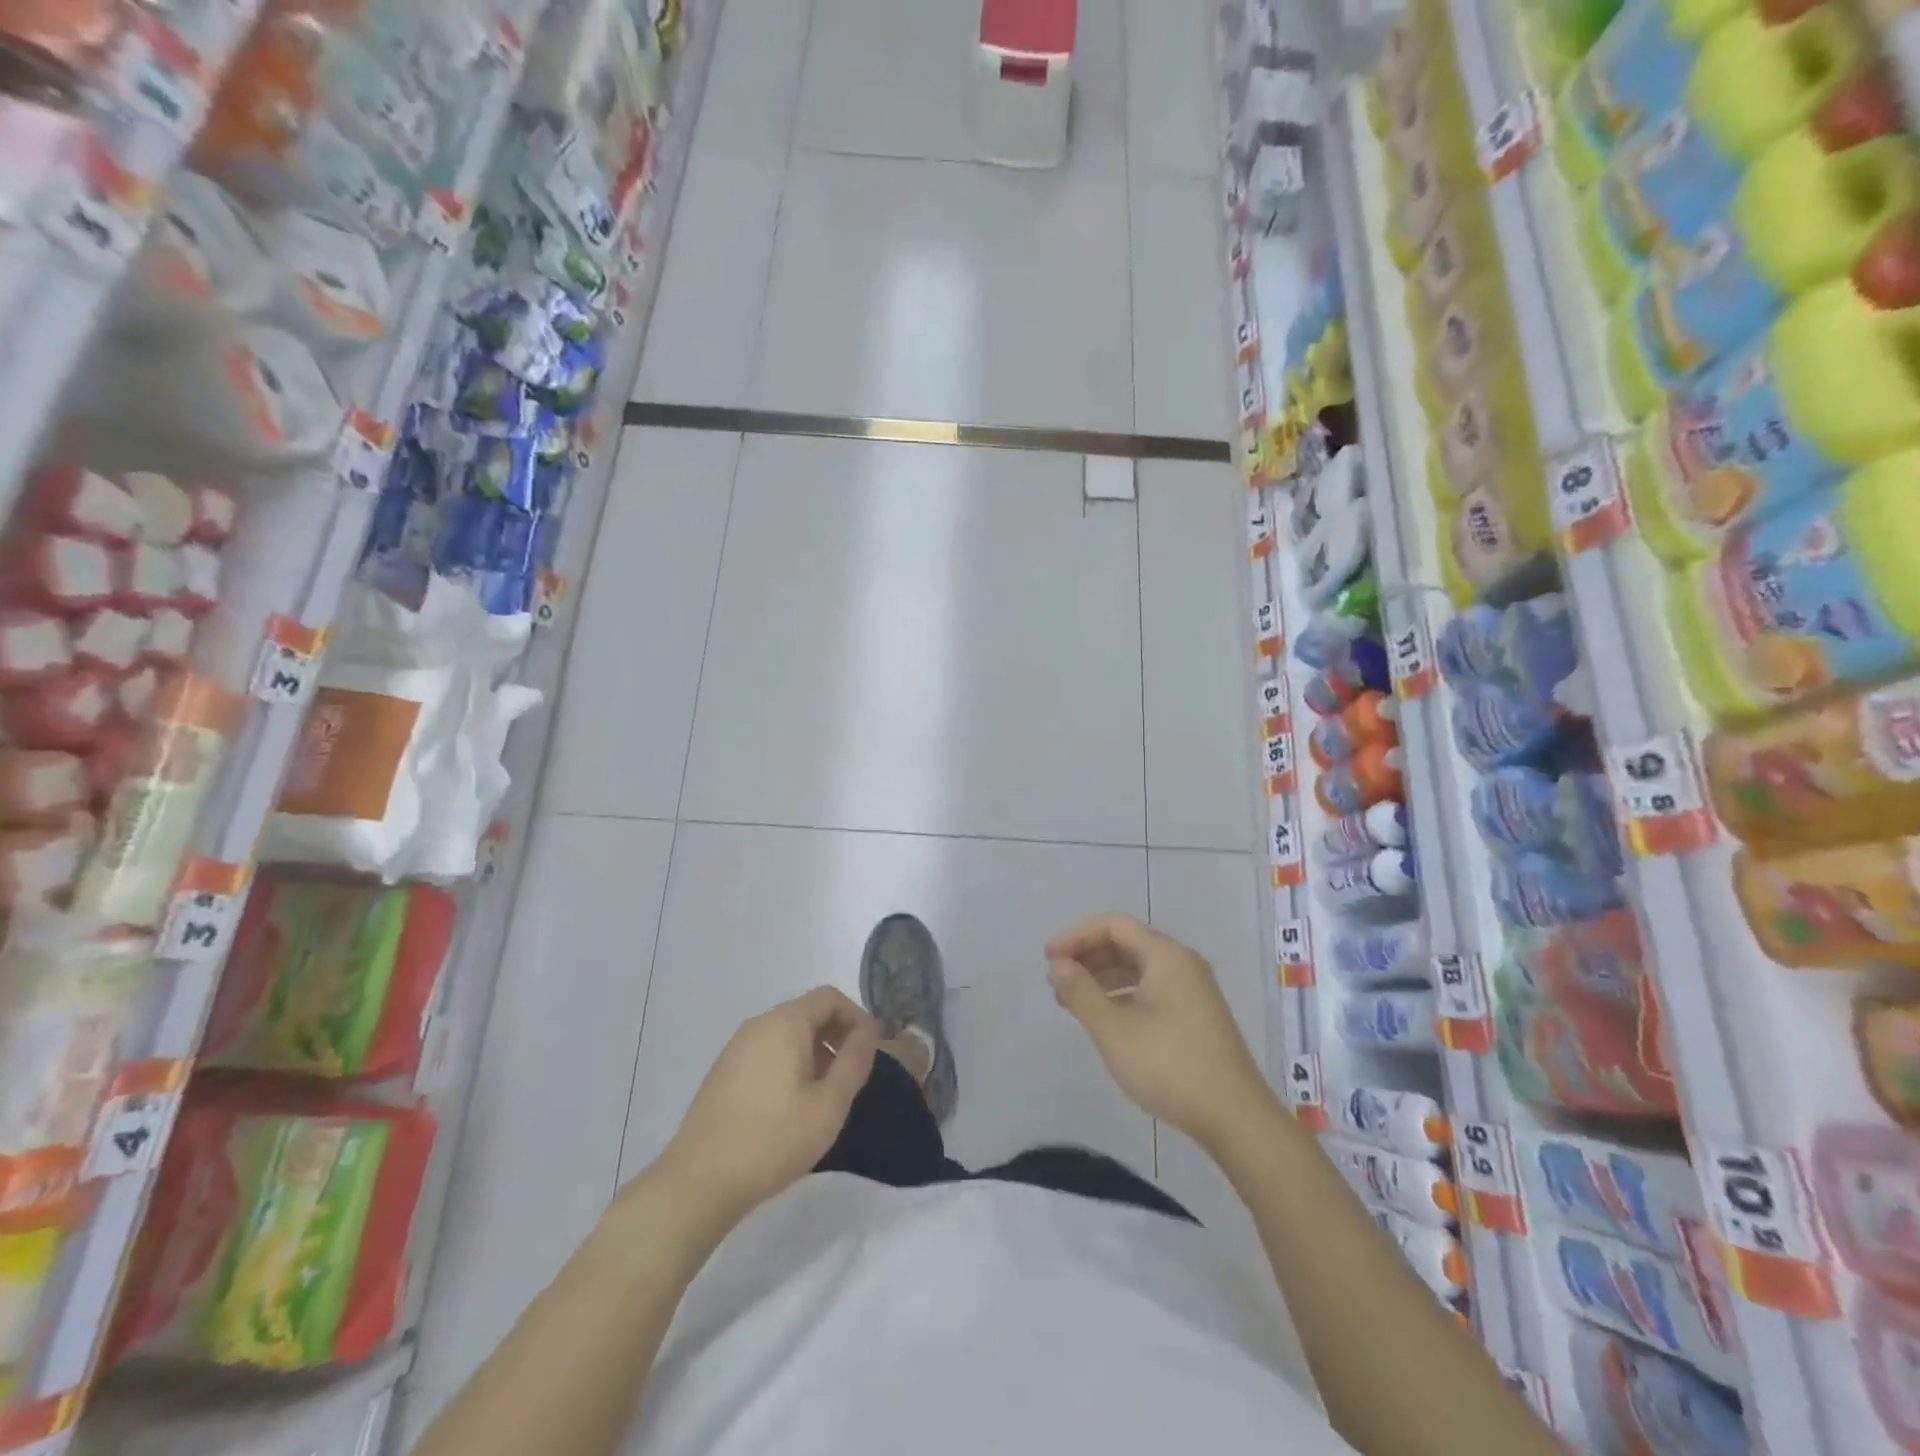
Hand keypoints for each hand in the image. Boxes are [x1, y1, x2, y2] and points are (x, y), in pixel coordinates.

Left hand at [657, 987, 878, 1225]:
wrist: (699, 1183)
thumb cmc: (773, 1139)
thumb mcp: (829, 1104)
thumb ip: (854, 1061)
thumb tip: (868, 1029)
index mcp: (785, 1023)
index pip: (830, 997)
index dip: (856, 1018)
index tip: (869, 1052)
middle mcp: (758, 1025)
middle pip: (807, 1012)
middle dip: (835, 1036)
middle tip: (849, 1077)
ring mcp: (736, 1048)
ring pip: (786, 1034)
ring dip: (813, 1052)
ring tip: (822, 1096)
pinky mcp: (723, 1072)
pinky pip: (767, 1052)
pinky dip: (788, 1064)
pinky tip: (790, 1107)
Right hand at [1046, 914, 1276, 1149]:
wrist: (1236, 1119)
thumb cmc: (1170, 1066)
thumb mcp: (1114, 1030)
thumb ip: (1081, 992)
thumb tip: (1058, 964)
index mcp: (1166, 955)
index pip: (1113, 925)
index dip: (1076, 936)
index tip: (1048, 959)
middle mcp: (1182, 963)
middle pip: (1126, 942)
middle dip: (1087, 956)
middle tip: (1056, 980)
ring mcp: (1192, 990)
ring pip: (1138, 967)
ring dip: (1102, 976)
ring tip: (1071, 1000)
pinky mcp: (1195, 1015)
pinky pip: (1150, 988)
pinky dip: (1122, 994)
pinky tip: (1104, 1018)